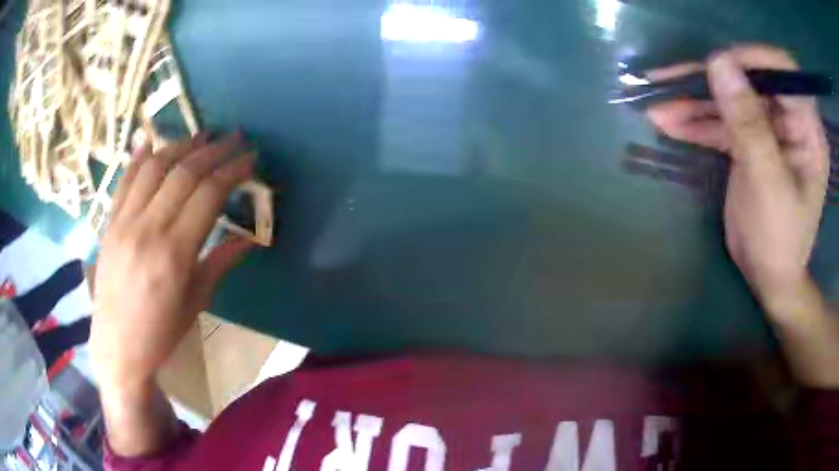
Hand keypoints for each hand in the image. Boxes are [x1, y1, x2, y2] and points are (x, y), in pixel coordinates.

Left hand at [90, 133, 254, 394]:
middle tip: (234, 139)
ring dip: (180, 146)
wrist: (117, 348)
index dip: (232, 171)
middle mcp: (147, 228)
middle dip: (213, 150)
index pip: (208, 195)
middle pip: (184, 173)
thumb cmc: (161, 333)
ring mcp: (124, 222)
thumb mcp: (196, 302)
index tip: (250, 159)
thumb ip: (220, 262)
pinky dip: (139, 158)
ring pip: (153, 167)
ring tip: (200, 137)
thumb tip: (251, 239)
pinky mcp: (109, 223)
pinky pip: (124, 180)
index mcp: (174, 253)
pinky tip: (151, 143)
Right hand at [646, 45, 829, 310]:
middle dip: (710, 82)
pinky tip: (667, 123)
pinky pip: (721, 123)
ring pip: (730, 101)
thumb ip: (749, 124)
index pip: (782, 71)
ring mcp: (768, 130)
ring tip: (657, 108)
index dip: (751, 60)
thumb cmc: (780, 241)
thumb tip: (718, 63)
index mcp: (807, 129)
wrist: (769, 278)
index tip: (716, 65)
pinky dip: (695, 123)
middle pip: (749, 81)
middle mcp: (789, 121)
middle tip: (667, 81)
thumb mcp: (768, 183)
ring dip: (694, 103)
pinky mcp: (750, 143)